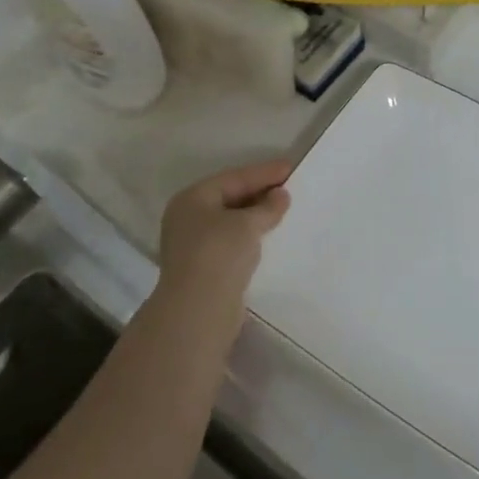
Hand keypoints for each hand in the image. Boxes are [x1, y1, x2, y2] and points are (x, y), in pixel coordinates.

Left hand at [155, 160, 292, 313]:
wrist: (198, 311)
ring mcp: (193, 244)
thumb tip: (280, 195)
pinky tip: (270, 237)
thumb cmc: (219, 254)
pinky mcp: (204, 267)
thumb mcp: (247, 224)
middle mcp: (188, 218)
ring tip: (284, 210)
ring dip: (256, 216)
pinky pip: (232, 242)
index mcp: (192, 198)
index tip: (290, 167)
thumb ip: (267, 207)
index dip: (264, 172)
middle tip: (290, 187)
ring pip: (231, 221)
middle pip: (230, 197)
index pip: (233, 178)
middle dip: (260, 193)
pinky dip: (250, 236)